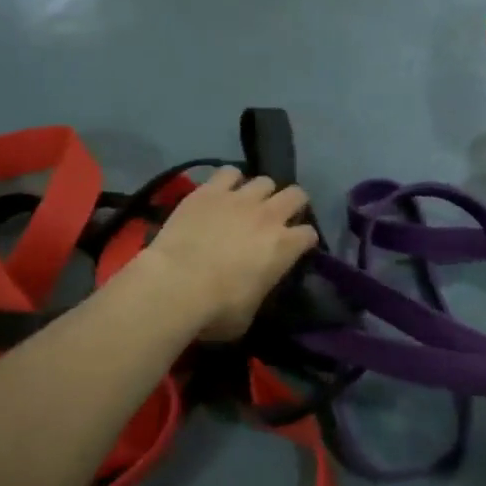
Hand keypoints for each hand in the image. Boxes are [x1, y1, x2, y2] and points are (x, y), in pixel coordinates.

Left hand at [144, 168, 320, 341]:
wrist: (175, 285)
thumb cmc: (216, 310)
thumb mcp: (250, 313)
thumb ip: (260, 290)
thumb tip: (255, 286)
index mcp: (285, 247)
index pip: (309, 234)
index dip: (304, 241)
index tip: (296, 248)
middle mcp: (269, 216)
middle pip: (296, 195)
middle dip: (292, 204)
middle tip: (278, 218)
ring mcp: (239, 198)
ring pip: (264, 180)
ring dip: (260, 192)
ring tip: (248, 204)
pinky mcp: (209, 190)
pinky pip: (228, 173)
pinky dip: (229, 181)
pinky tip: (221, 192)